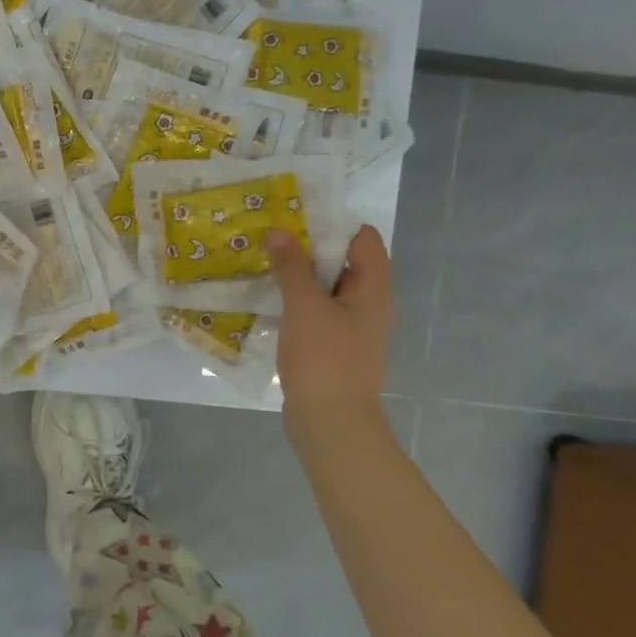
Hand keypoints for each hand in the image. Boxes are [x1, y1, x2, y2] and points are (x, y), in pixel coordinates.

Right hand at [265, 225, 391, 450]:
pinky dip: (295, 301)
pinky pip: (315, 312)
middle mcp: (367, 305)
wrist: (330, 422)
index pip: (364, 239)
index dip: (334, 223)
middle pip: (343, 262)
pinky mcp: (331, 347)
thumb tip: (279, 231)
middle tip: (271, 234)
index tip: (297, 214)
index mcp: (373, 289)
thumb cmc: (325, 357)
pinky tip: (267, 299)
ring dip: (299, 274)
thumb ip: (292, 267)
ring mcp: (350, 328)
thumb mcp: (304, 306)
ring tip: (263, 260)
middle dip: (309, 246)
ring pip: (326, 288)